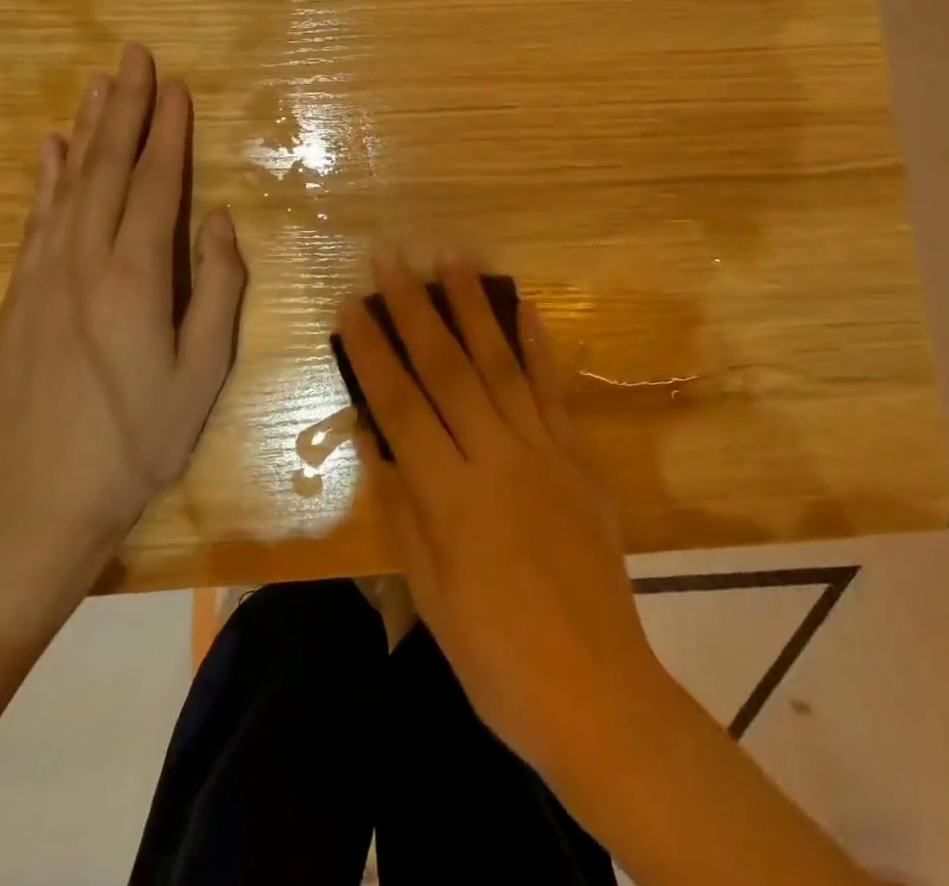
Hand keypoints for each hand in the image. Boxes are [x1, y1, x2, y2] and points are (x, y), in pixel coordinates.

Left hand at [0, 43, 246, 603]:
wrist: (49, 496)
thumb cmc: (144, 436)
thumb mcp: (205, 370)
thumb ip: (218, 288)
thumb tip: (219, 219)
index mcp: (134, 280)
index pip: (155, 185)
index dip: (167, 133)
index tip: (175, 86)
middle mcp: (82, 263)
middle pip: (107, 169)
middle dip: (124, 108)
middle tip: (133, 56)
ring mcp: (42, 277)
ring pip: (67, 185)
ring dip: (87, 129)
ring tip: (99, 83)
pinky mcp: (18, 296)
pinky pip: (36, 220)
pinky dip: (46, 178)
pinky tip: (51, 149)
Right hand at [338, 251, 663, 787]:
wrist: (596, 690)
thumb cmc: (494, 655)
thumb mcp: (428, 590)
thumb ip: (404, 505)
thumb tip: (380, 437)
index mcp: (451, 498)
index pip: (401, 407)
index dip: (373, 352)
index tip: (352, 306)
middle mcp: (498, 460)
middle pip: (449, 370)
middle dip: (416, 309)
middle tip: (394, 258)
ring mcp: (545, 453)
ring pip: (502, 365)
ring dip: (474, 308)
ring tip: (453, 259)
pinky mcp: (580, 459)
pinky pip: (554, 391)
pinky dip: (537, 345)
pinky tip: (524, 307)